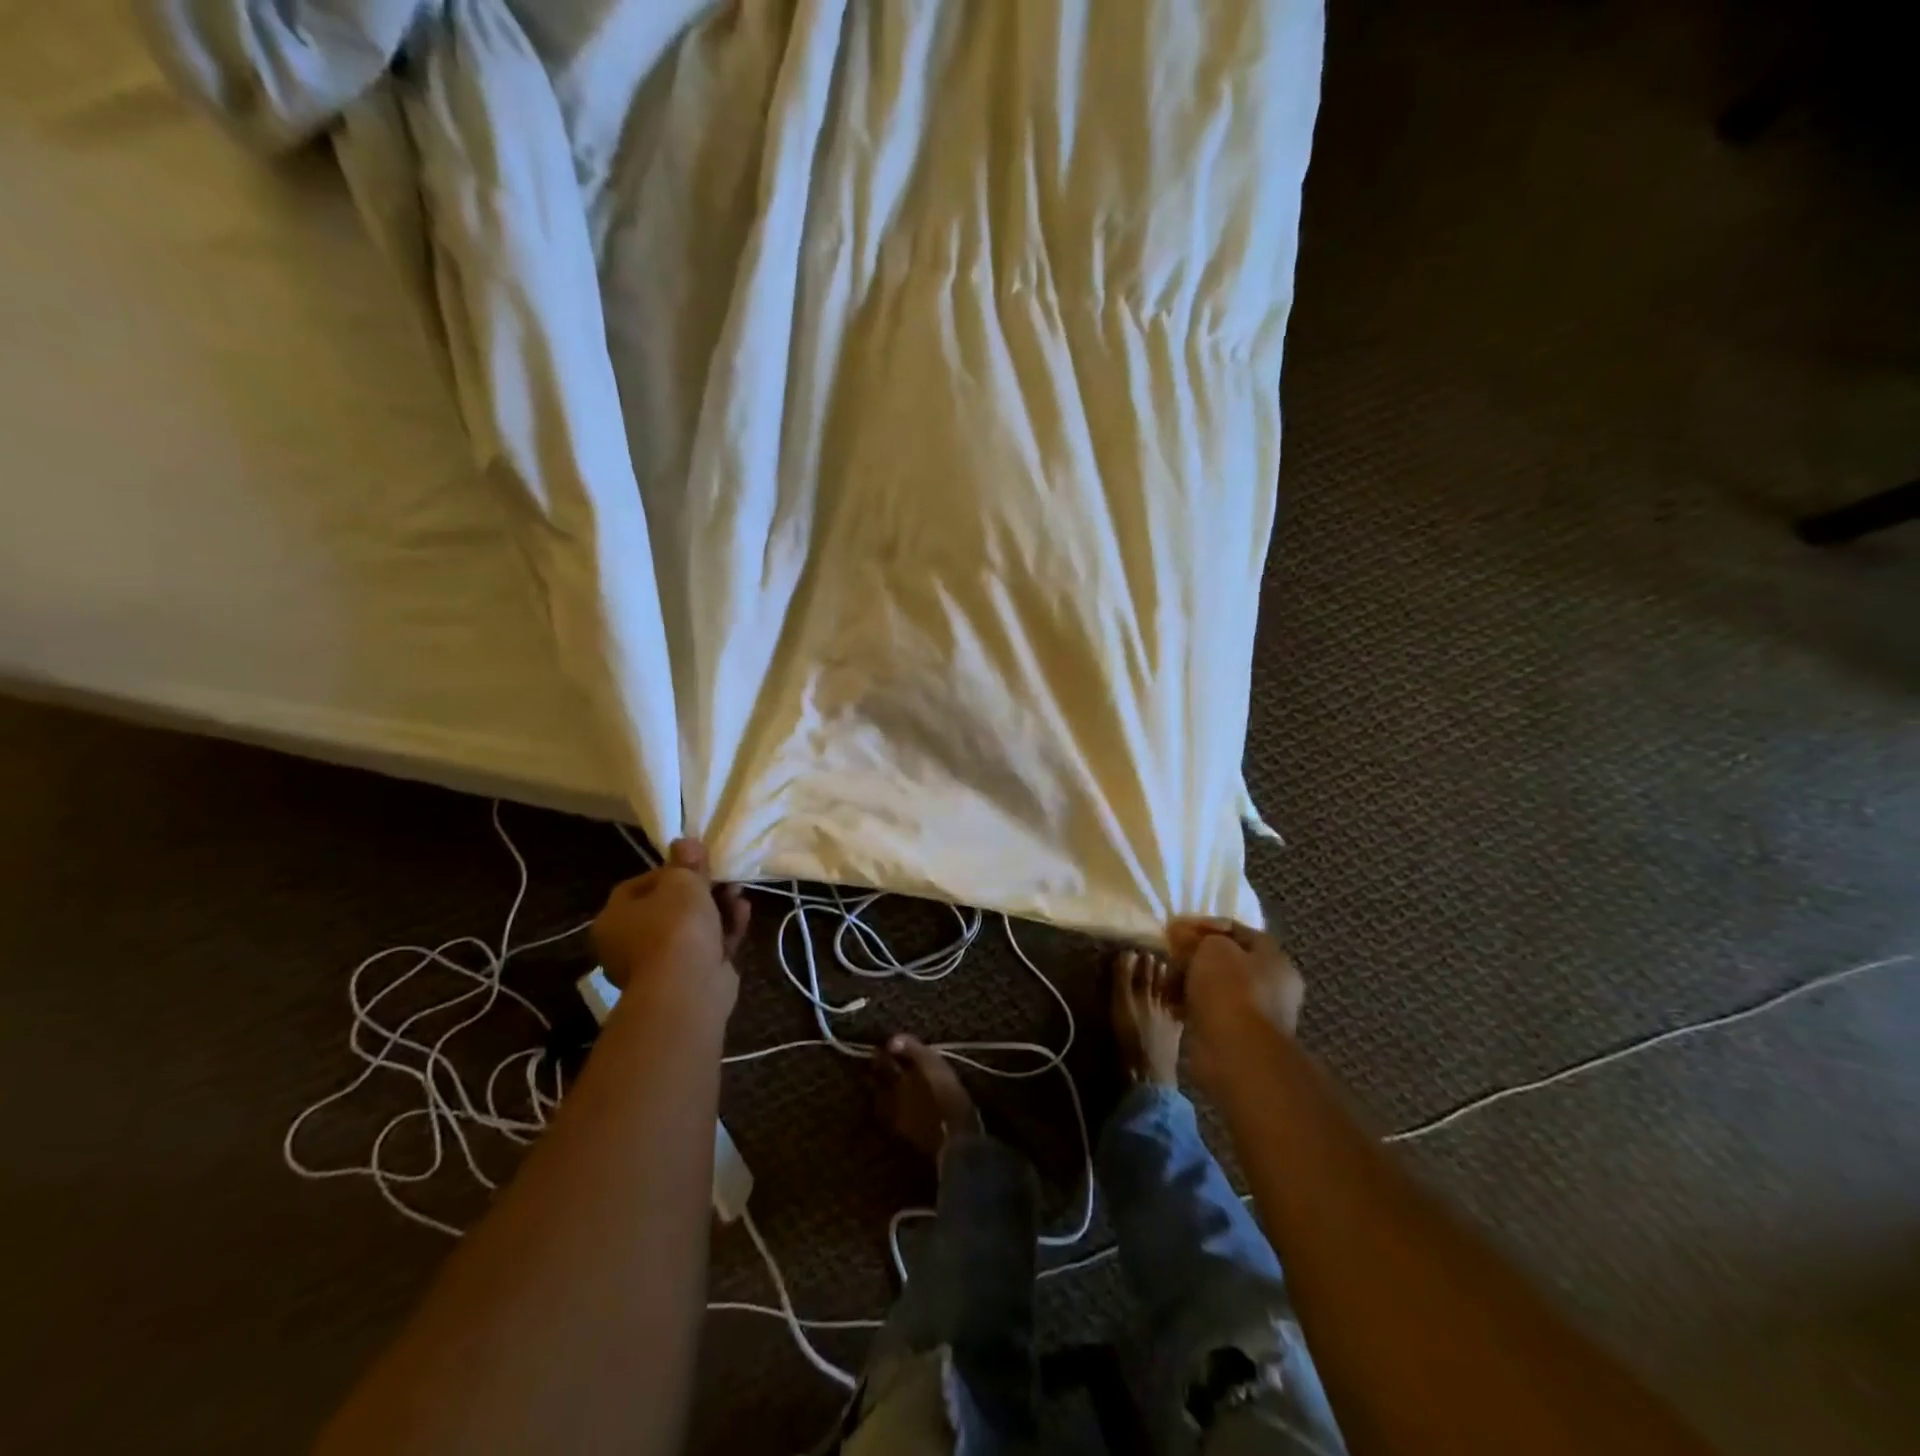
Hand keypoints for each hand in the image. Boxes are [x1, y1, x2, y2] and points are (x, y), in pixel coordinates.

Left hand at [591, 839, 749, 1019]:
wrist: (688, 987)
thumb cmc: (675, 926)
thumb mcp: (682, 882)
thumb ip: (686, 862)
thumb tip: (685, 842)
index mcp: (614, 919)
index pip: (639, 885)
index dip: (670, 871)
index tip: (696, 864)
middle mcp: (629, 944)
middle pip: (669, 907)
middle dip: (700, 890)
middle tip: (723, 876)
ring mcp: (660, 964)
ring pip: (692, 928)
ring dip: (717, 908)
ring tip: (739, 892)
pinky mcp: (689, 978)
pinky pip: (707, 946)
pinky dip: (724, 929)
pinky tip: (744, 913)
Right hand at [1166, 918, 1305, 1085]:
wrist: (1236, 1052)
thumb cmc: (1230, 989)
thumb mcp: (1211, 947)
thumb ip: (1197, 938)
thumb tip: (1181, 935)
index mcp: (1275, 960)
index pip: (1239, 932)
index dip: (1207, 926)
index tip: (1177, 929)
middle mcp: (1271, 987)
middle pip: (1226, 961)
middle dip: (1195, 957)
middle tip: (1170, 956)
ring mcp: (1255, 1015)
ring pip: (1215, 988)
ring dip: (1190, 983)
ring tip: (1167, 983)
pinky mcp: (1236, 1038)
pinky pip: (1209, 1012)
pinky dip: (1191, 1008)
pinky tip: (1173, 1006)